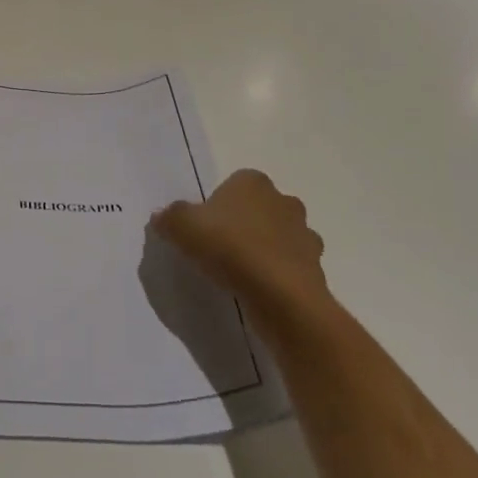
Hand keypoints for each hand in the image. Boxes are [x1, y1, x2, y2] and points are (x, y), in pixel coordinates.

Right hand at [150, 169, 327, 325]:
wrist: (280, 295)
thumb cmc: (229, 247)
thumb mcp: (182, 227)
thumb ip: (170, 218)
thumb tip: (161, 216)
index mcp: (253, 182)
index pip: (235, 184)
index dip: (219, 204)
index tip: (206, 228)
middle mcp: (283, 200)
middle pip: (260, 208)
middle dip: (246, 224)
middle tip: (222, 249)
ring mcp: (304, 234)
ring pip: (280, 236)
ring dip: (266, 249)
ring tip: (242, 273)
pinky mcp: (316, 267)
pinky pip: (292, 266)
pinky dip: (279, 274)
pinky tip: (260, 290)